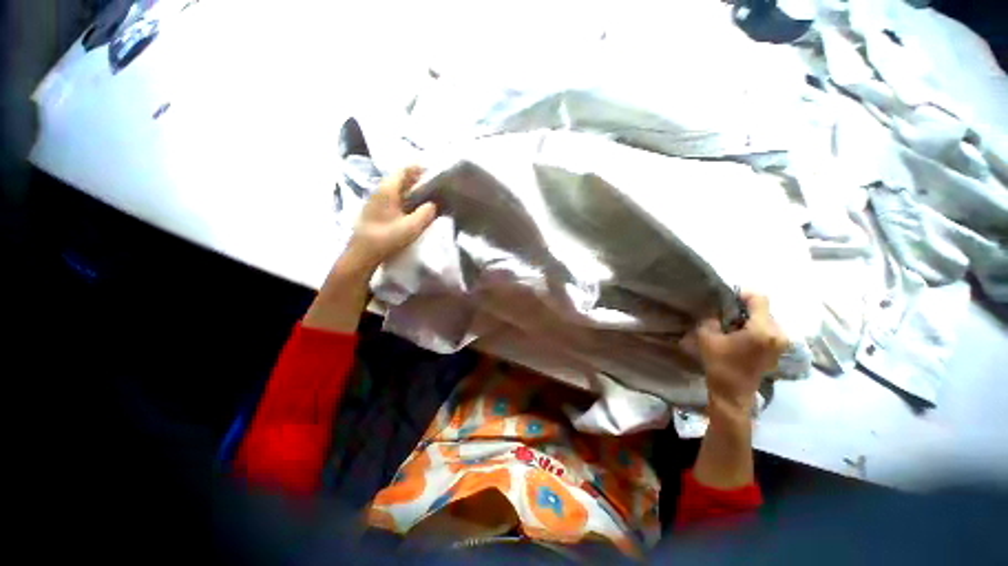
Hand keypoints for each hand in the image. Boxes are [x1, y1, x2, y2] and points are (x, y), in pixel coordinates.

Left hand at [343, 166, 437, 272]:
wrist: (362, 254)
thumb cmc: (387, 238)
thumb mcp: (412, 227)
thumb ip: (427, 213)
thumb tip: (435, 203)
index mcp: (387, 190)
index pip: (404, 170)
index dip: (419, 169)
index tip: (434, 173)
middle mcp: (379, 191)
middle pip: (400, 179)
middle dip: (417, 180)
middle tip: (434, 186)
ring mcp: (375, 201)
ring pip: (396, 189)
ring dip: (410, 190)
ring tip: (426, 198)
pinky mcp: (374, 211)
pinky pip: (392, 198)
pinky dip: (404, 199)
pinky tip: (412, 210)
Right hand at [697, 292, 786, 416]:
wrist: (733, 392)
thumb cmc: (720, 364)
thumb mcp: (707, 337)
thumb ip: (711, 318)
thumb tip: (715, 309)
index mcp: (762, 330)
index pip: (760, 299)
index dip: (743, 294)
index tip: (727, 299)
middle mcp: (778, 334)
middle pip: (763, 309)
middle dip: (745, 309)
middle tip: (726, 315)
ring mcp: (781, 343)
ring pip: (766, 319)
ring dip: (750, 318)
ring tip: (732, 326)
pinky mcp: (779, 350)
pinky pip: (768, 329)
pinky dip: (755, 327)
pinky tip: (741, 336)